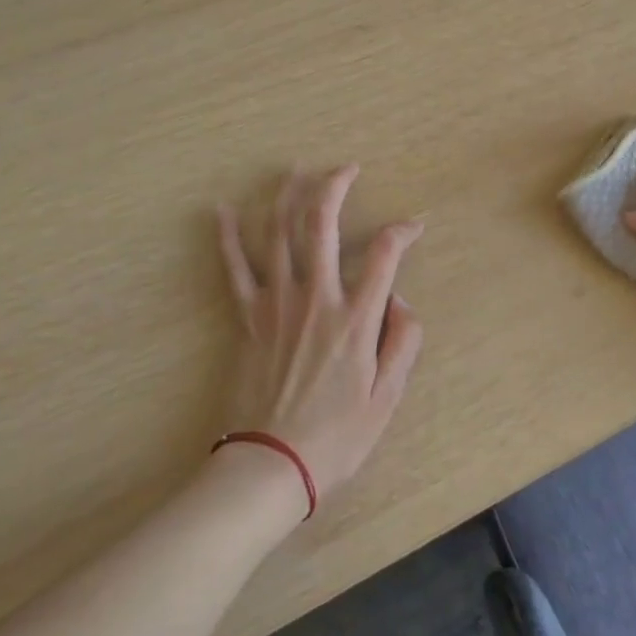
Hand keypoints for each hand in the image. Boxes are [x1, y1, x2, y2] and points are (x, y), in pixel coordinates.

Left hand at [216, 165, 424, 498]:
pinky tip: (222, 209)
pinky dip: (227, 236)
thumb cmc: (335, 437)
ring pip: (279, 233)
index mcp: (356, 318)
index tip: (413, 226)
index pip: (386, 253)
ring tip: (295, 169)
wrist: (269, 467)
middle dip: (335, 186)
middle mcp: (316, 297)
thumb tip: (401, 299)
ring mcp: (277, 303)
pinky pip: (235, 268)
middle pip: (323, 224)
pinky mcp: (247, 317)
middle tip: (346, 168)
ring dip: (287, 195)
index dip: (403, 230)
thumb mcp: (387, 398)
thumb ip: (403, 341)